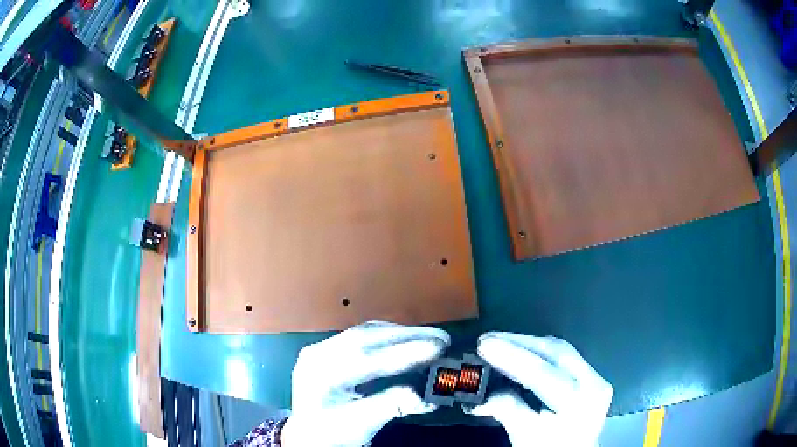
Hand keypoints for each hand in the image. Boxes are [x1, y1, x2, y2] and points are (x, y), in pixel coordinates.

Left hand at [281, 321, 449, 446]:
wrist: (308, 436)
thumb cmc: (332, 434)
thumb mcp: (361, 425)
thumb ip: (392, 407)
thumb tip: (427, 397)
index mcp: (318, 375)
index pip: (365, 359)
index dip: (403, 354)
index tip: (436, 348)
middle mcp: (316, 355)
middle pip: (364, 338)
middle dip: (406, 336)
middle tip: (441, 338)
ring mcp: (321, 350)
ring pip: (364, 333)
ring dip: (398, 334)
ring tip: (430, 338)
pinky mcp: (329, 350)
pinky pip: (361, 338)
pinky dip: (387, 338)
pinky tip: (405, 340)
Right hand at [467, 332, 612, 445]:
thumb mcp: (526, 436)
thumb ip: (508, 410)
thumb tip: (484, 391)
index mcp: (579, 402)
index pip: (544, 373)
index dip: (513, 357)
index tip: (485, 345)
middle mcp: (593, 383)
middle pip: (556, 352)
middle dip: (519, 343)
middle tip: (487, 340)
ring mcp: (594, 377)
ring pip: (559, 350)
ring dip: (526, 345)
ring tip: (497, 342)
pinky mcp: (589, 376)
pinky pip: (562, 357)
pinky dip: (537, 353)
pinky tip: (519, 352)